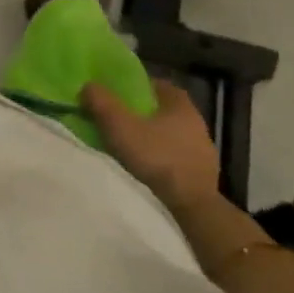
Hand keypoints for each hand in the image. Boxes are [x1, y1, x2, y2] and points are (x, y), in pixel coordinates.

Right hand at [81, 79, 219, 214]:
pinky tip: (148, 166)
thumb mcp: (119, 125)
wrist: (192, 206)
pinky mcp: (204, 176)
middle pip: (166, 111)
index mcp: (181, 106)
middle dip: (145, 113)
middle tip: (121, 118)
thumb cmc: (156, 156)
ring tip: (132, 145)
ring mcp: (204, 152)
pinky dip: (163, 158)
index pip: (160, 86)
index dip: (140, 86)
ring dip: (155, 137)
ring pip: (173, 135)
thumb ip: (101, 101)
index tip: (121, 93)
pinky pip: (178, 158)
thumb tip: (89, 85)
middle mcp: (197, 124)